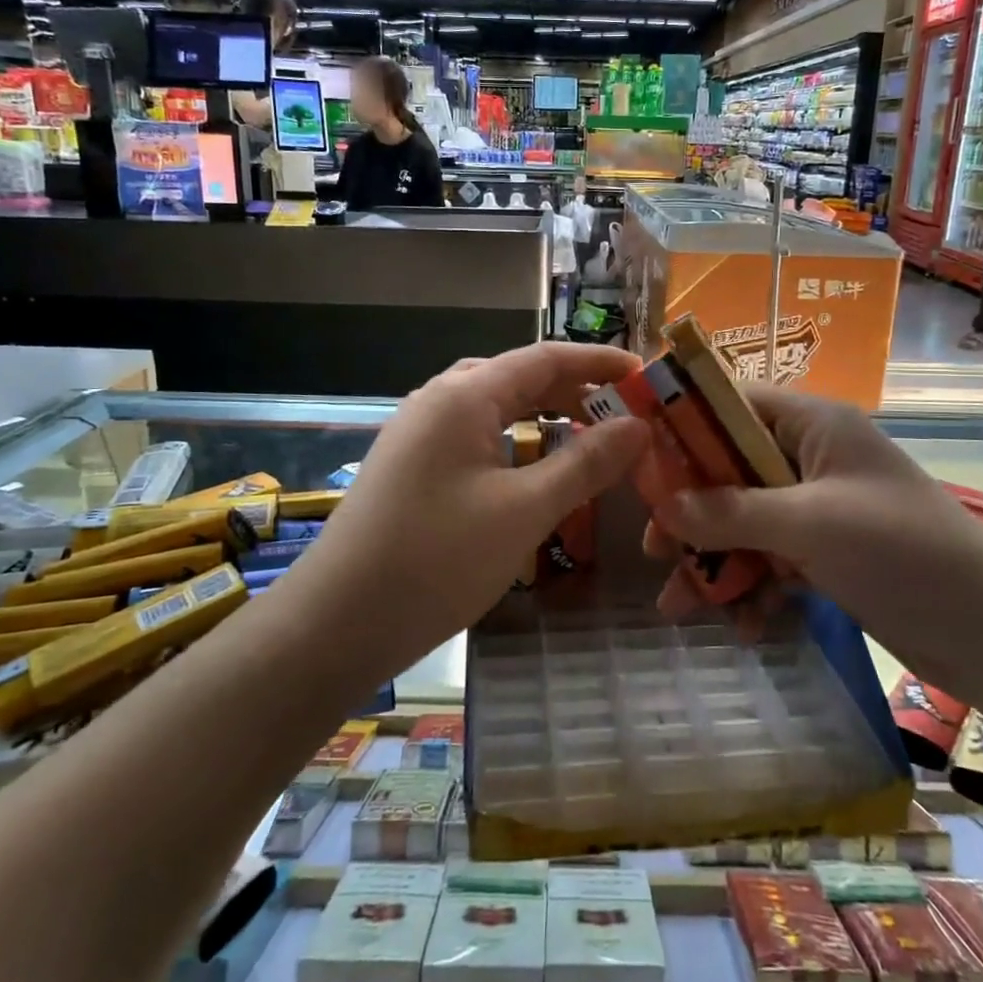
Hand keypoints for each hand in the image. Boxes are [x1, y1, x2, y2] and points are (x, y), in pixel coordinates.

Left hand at [298, 343, 648, 670]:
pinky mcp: (410, 465)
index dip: (598, 362)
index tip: (644, 376)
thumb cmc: (438, 560)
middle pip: (518, 377)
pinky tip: (531, 468)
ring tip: (586, 437)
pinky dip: (514, 440)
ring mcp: (418, 433)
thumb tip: (638, 426)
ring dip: (543, 415)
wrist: (338, 623)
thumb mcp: (524, 511)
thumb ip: (585, 464)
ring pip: (494, 407)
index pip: (544, 358)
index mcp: (463, 395)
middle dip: (573, 390)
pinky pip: (474, 435)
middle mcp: (437, 400)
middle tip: (622, 415)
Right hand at [644, 388, 982, 705]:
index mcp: (813, 425)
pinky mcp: (829, 555)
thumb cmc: (901, 551)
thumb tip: (664, 508)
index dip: (682, 425)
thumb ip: (730, 512)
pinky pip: (773, 559)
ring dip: (715, 560)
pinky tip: (745, 626)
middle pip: (730, 470)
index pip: (731, 404)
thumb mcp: (808, 524)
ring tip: (679, 603)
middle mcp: (812, 459)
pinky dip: (755, 587)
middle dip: (692, 511)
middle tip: (655, 547)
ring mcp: (820, 509)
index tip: (637, 460)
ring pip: (746, 521)